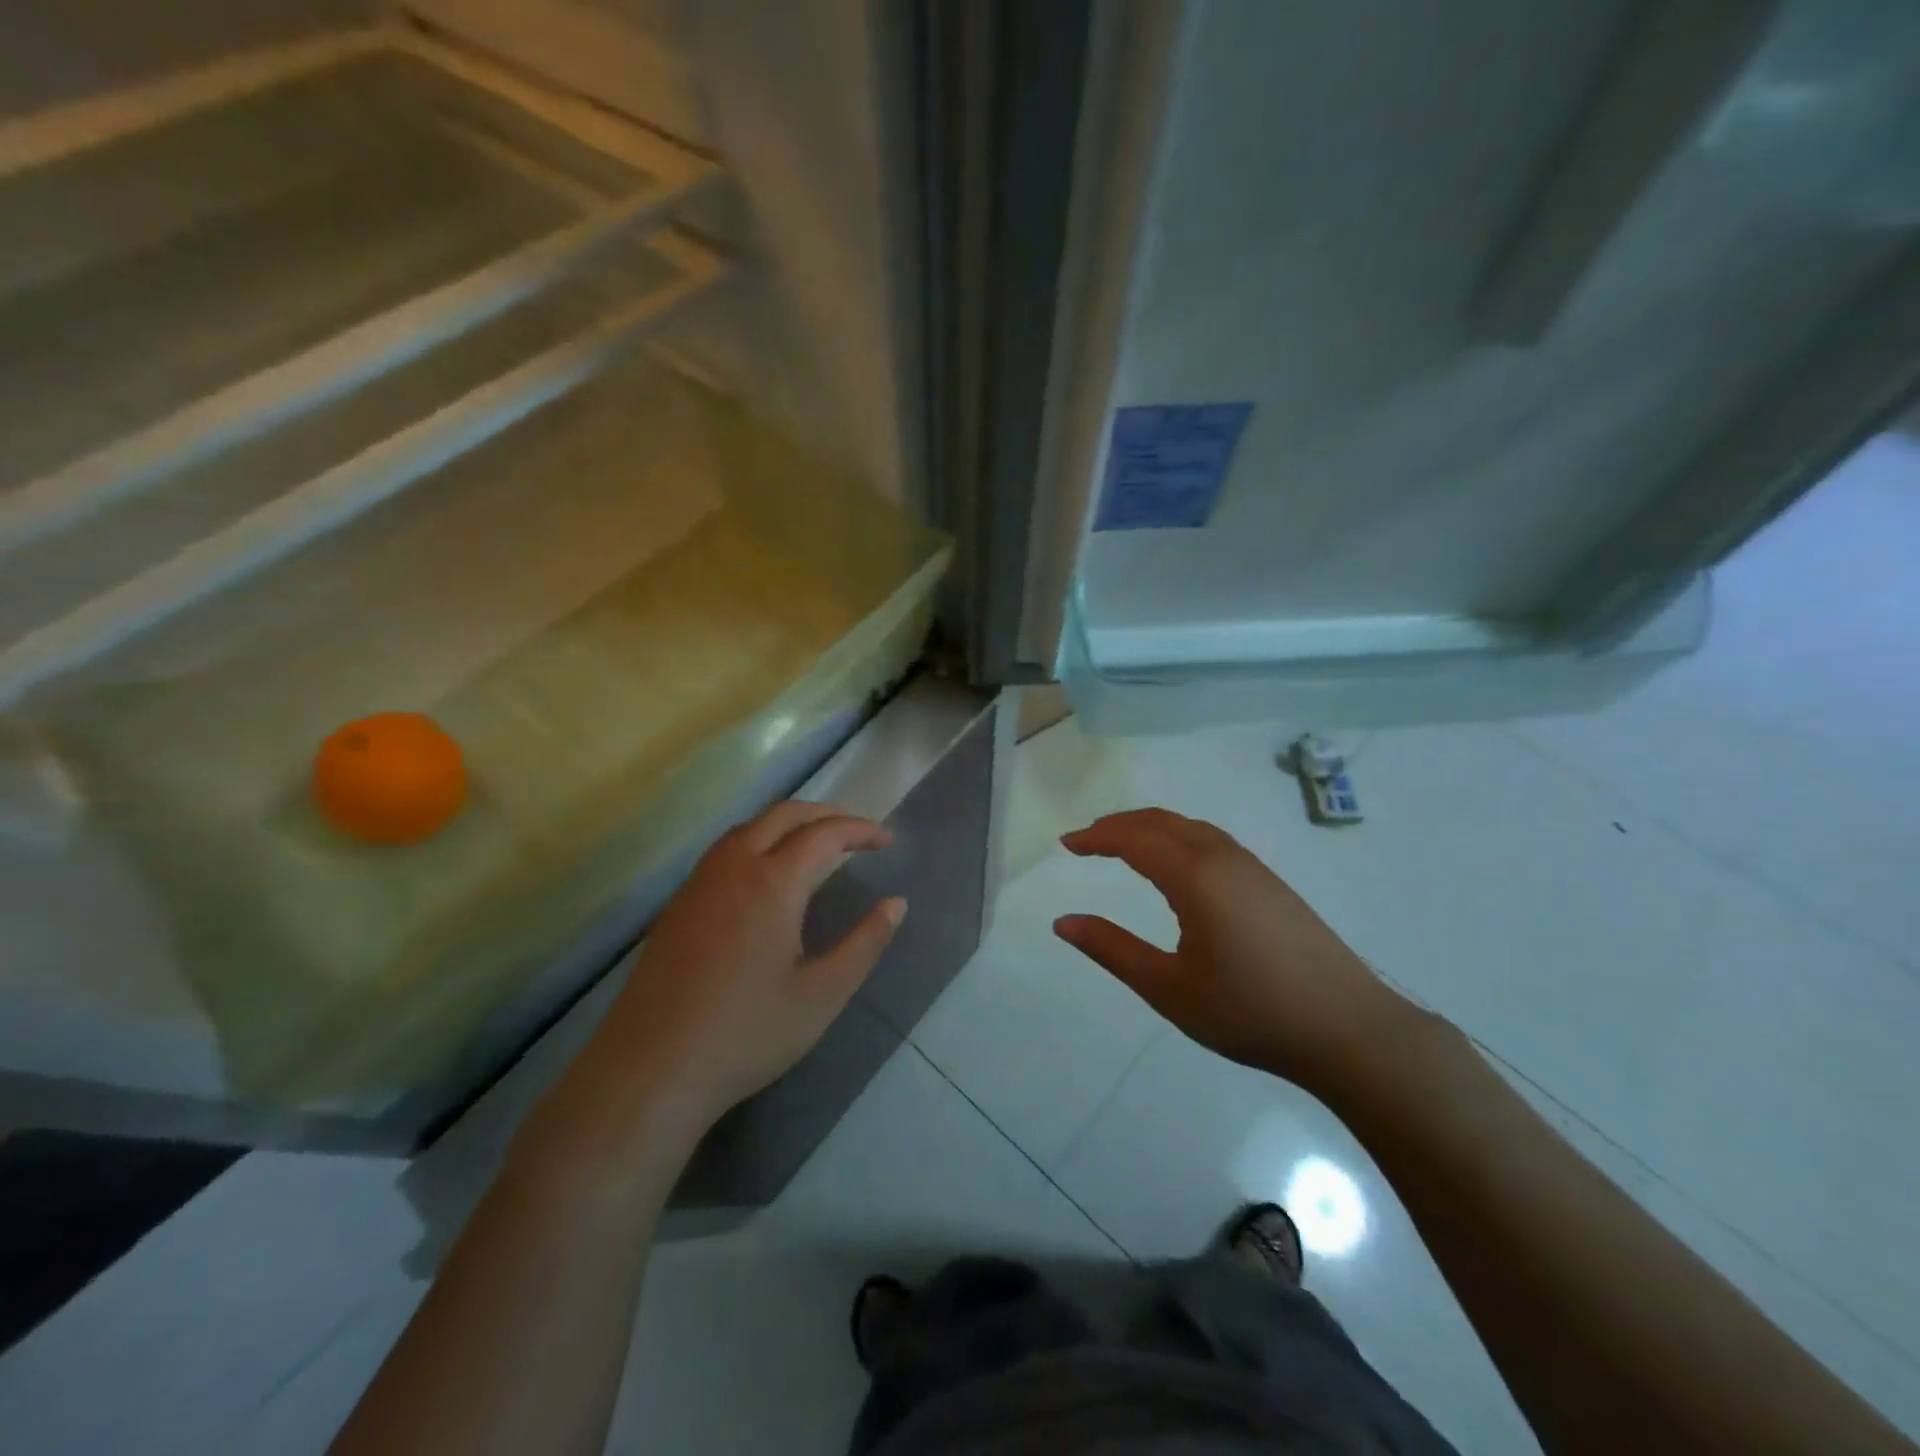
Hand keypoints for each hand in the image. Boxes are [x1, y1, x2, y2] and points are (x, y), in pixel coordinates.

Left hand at [595, 801, 905, 1130]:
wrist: (650, 1071)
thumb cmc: (746, 1034)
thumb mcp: (822, 995)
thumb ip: (865, 944)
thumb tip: (896, 904)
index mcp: (772, 883)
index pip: (825, 834)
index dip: (861, 830)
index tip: (888, 842)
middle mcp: (733, 867)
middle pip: (784, 814)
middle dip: (827, 814)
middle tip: (858, 834)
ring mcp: (699, 883)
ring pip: (749, 827)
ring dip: (790, 823)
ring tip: (818, 846)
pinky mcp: (678, 904)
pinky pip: (726, 849)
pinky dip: (760, 840)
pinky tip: (767, 875)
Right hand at [1054, 808, 1416, 1094]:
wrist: (1348, 1030)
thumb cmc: (1249, 1011)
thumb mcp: (1168, 987)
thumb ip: (1112, 949)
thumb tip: (1063, 922)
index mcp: (1195, 877)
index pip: (1134, 839)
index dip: (1096, 837)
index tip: (1066, 844)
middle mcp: (1223, 858)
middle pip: (1162, 822)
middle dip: (1120, 824)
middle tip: (1087, 840)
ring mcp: (1253, 868)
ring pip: (1191, 828)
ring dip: (1151, 828)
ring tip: (1123, 845)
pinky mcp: (1272, 884)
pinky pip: (1213, 841)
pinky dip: (1179, 838)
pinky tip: (1178, 865)